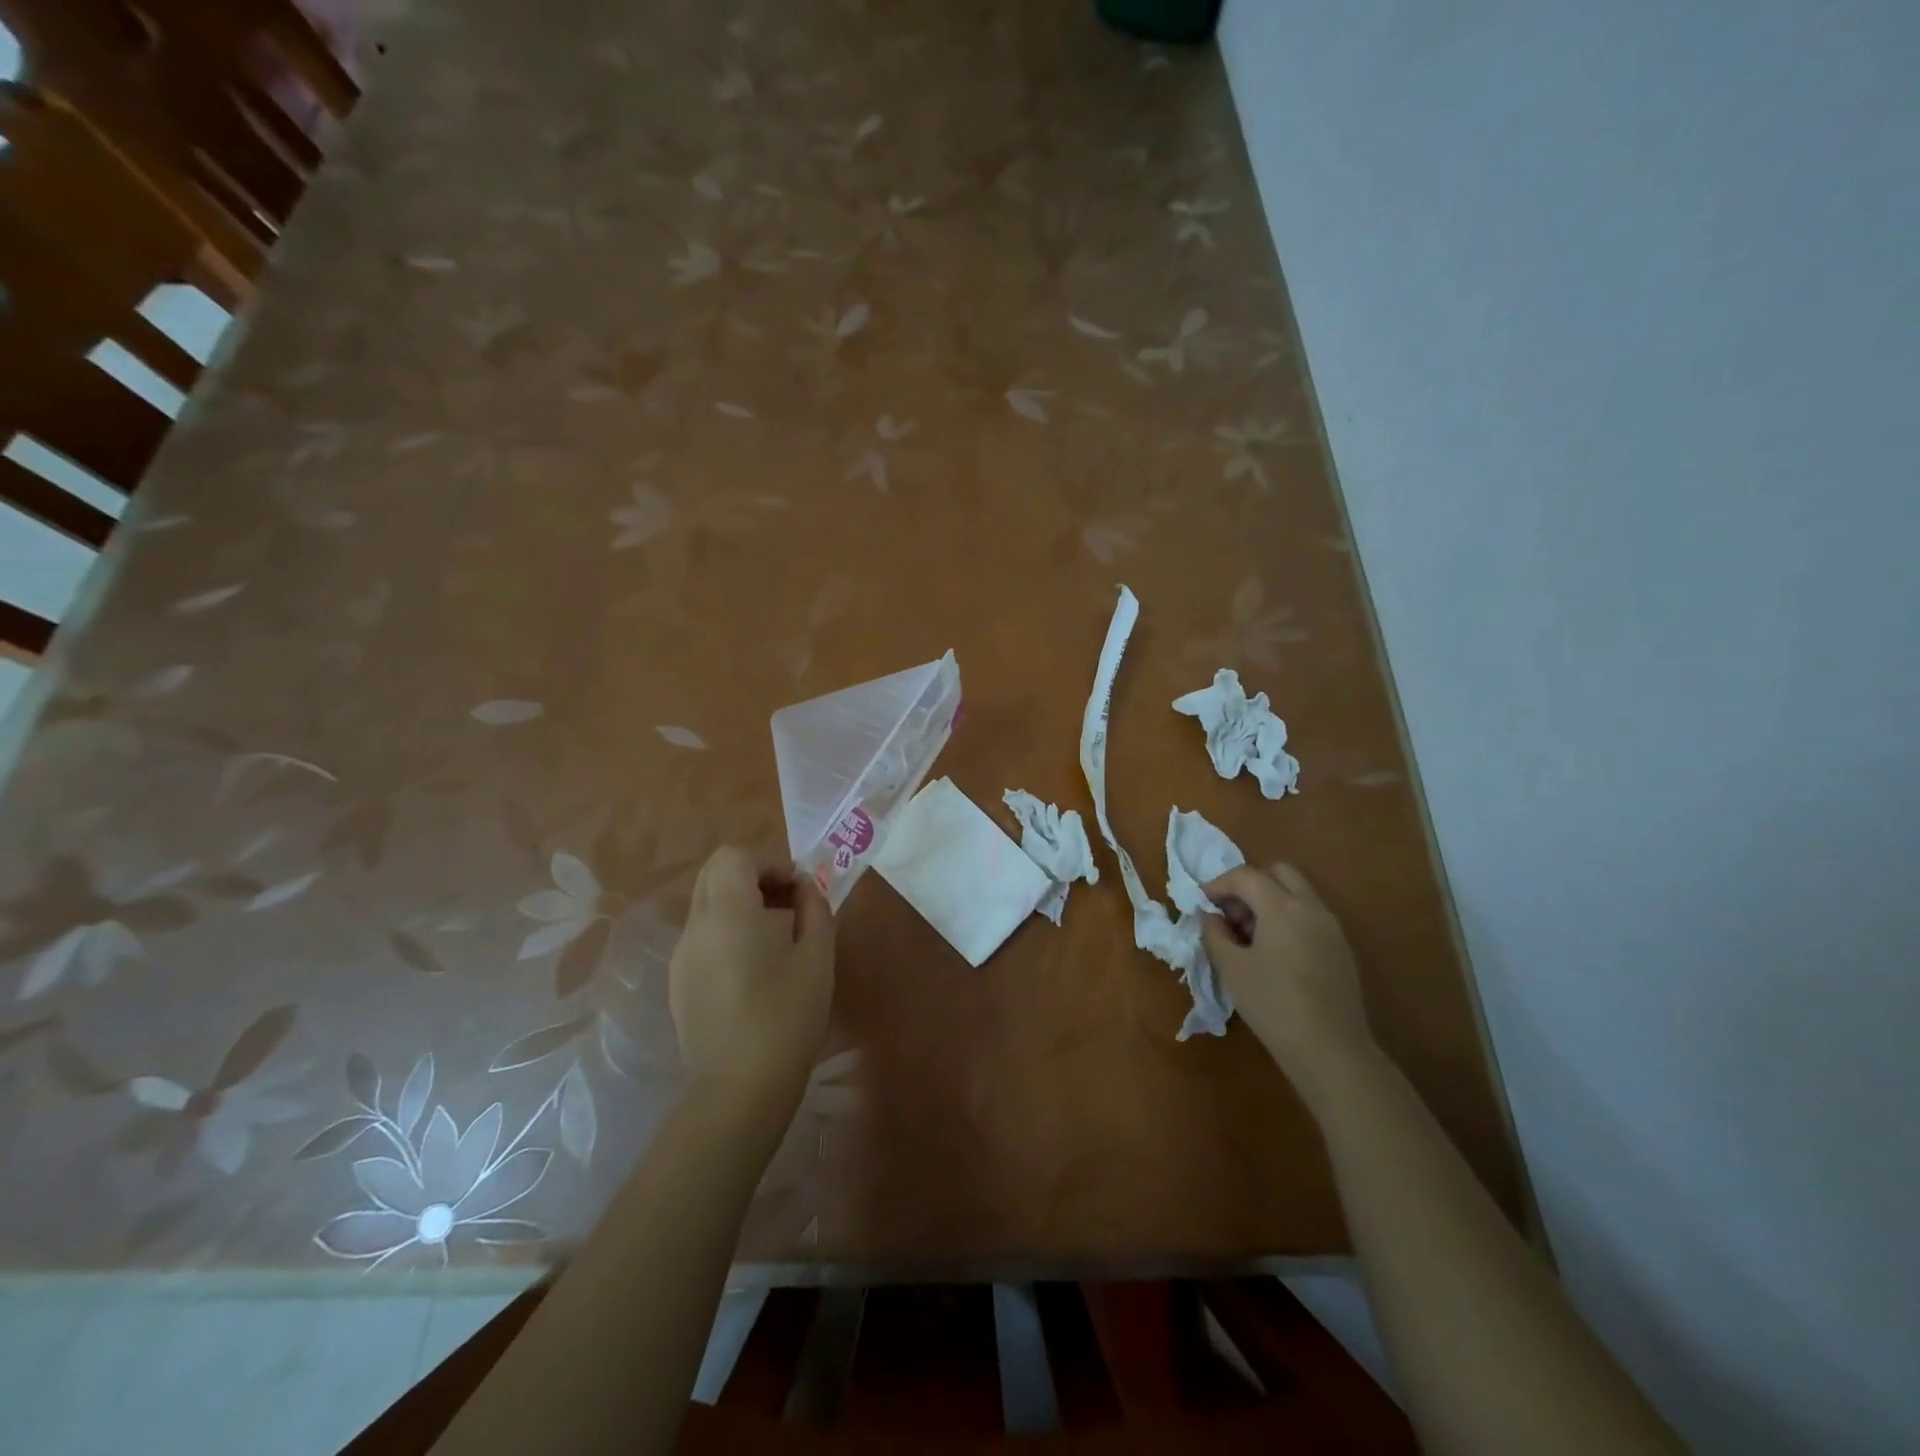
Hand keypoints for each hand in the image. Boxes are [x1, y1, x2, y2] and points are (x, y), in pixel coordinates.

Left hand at [669, 847, 834, 1103]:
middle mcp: (696, 926)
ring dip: (739, 902)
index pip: (735, 856)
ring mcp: (682, 955)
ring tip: (774, 937)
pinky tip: (752, 968)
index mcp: (728, 912)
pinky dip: (726, 930)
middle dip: (753, 875)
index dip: (769, 861)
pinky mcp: (678, 982)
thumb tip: (804, 887)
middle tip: (786, 904)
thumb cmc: (788, 1016)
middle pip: (714, 873)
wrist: (741, 1087)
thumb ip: (814, 908)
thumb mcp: (818, 956)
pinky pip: (701, 935)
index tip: (797, 889)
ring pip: (706, 904)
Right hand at [1200, 862, 1372, 1099]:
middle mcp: (1311, 908)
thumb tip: (1210, 917)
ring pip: (1297, 894)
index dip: (1218, 884)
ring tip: (1248, 937)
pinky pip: (1310, 916)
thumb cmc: (1273, 1005)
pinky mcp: (1341, 950)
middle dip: (1249, 885)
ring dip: (1269, 901)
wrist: (1332, 1052)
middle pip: (1278, 874)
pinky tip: (1274, 954)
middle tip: (1230, 914)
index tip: (1201, 903)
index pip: (1246, 876)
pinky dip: (1288, 919)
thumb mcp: (1231, 969)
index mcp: (1282, 907)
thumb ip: (1215, 934)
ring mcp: (1331, 928)